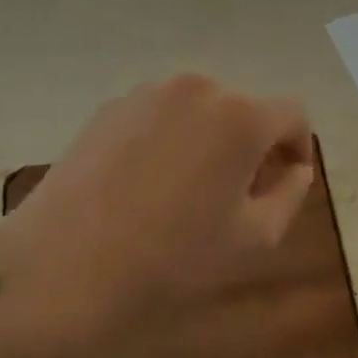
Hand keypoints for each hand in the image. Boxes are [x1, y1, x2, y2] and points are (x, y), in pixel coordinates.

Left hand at [0, 75, 315, 357]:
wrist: (60, 268)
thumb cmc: (171, 260)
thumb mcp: (254, 240)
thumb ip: (290, 194)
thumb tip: (293, 168)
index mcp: (241, 115)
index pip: (293, 114)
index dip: (297, 148)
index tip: (284, 185)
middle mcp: (198, 88)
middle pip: (245, 109)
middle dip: (252, 146)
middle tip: (236, 198)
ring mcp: (148, 94)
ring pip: (200, 111)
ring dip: (209, 141)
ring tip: (187, 194)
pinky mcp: (108, 108)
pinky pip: (160, 116)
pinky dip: (169, 140)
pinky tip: (145, 187)